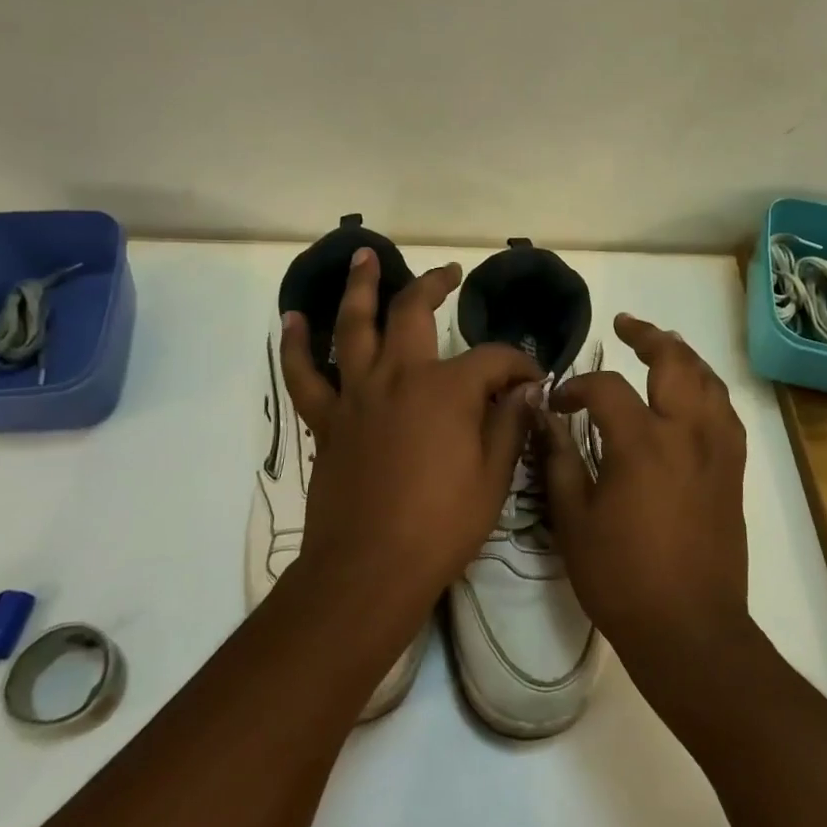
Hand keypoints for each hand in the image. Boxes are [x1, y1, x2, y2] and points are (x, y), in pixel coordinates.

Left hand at [280, 249, 542, 615]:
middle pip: (414, 312)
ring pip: (354, 326)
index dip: (518, 363)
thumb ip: (509, 423)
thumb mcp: (494, 477)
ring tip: (363, 256)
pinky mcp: (328, 420)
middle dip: (435, 285)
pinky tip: (293, 319)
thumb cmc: (442, 525)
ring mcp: (357, 394)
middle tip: (448, 272)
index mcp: (447, 389)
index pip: (493, 358)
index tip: (533, 380)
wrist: (369, 570)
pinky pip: (305, 375)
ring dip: (360, 288)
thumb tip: (524, 389)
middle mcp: (399, 376)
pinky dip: (296, 345)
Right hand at [539, 313, 750, 671]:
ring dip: (683, 356)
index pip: (607, 388)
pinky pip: (725, 412)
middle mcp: (687, 433)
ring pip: (708, 381)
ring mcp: (718, 450)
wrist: (690, 630)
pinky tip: (694, 395)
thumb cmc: (622, 578)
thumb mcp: (574, 520)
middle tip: (626, 325)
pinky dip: (707, 390)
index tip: (558, 403)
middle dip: (649, 336)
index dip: (578, 387)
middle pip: (675, 361)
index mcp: (642, 443)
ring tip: (662, 346)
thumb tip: (544, 418)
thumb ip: (559, 460)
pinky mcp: (734, 471)